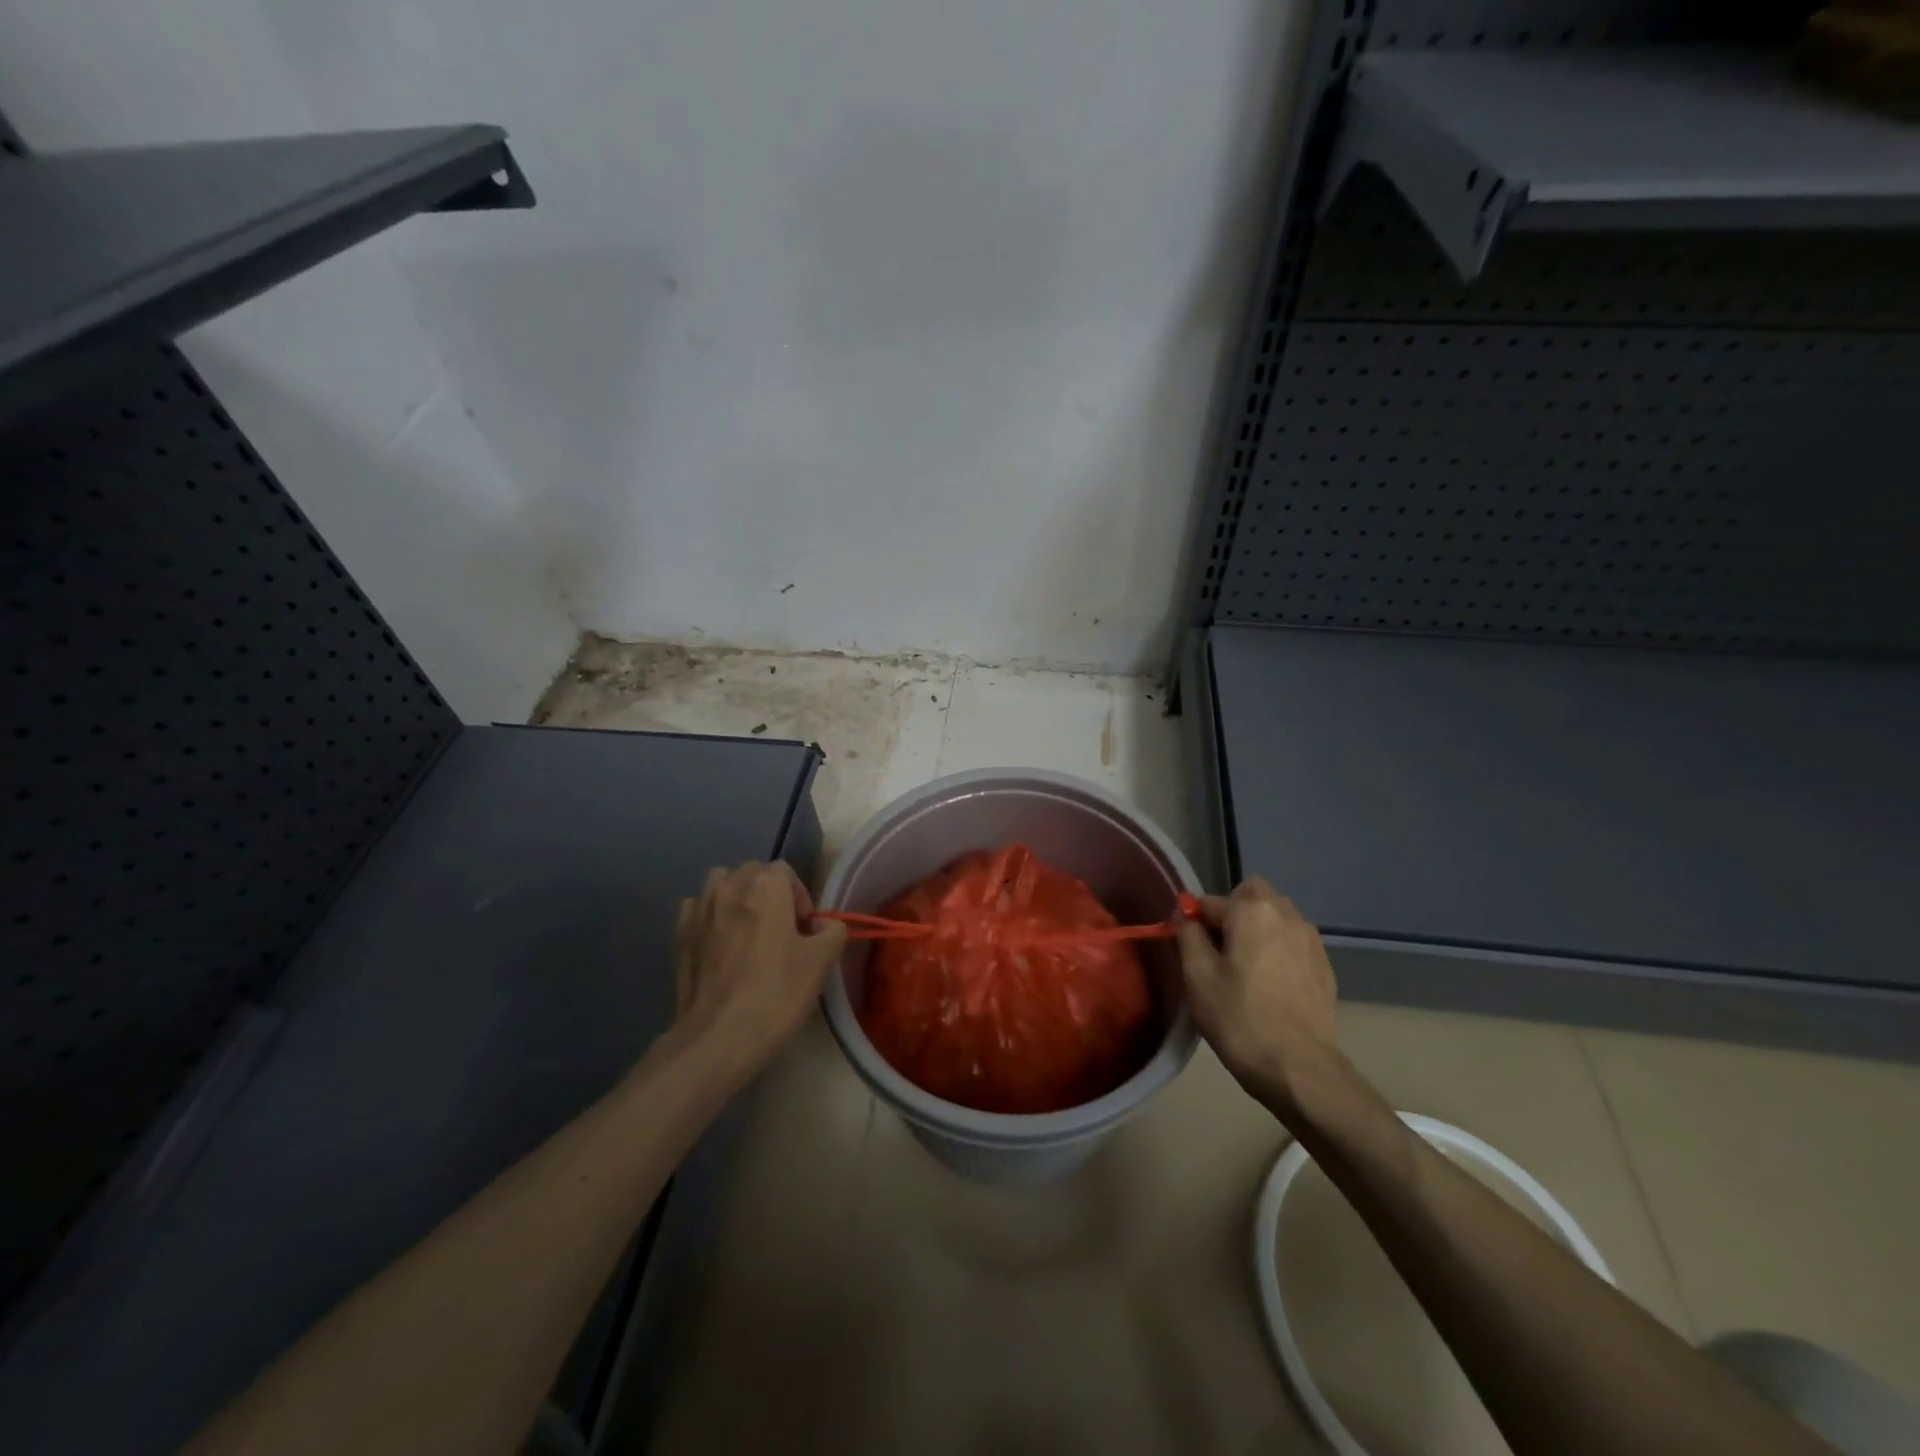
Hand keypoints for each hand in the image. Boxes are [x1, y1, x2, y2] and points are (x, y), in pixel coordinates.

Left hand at [671, 862, 847, 1083]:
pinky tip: (719, 944)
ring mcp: (700, 909)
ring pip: (721, 884)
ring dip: (736, 898)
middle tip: (780, 932)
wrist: (718, 1037)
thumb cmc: (777, 993)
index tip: (804, 931)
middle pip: (753, 874)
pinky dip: (709, 916)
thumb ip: (832, 930)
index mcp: (766, 886)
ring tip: (747, 932)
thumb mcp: (822, 961)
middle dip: (769, 895)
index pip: (786, 872)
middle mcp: (729, 887)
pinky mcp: (680, 935)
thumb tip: (821, 926)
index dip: (799, 898)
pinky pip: (697, 909)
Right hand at [1175, 877, 1340, 1113]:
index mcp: (1252, 911)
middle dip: (1231, 912)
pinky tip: (1269, 985)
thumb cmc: (1240, 1018)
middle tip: (1218, 950)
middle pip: (1252, 896)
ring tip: (1244, 969)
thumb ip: (1188, 935)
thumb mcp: (1198, 976)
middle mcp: (1286, 914)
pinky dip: (1277, 951)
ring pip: (1276, 917)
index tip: (1185, 948)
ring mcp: (1311, 940)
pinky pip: (1293, 942)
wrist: (1299, 1068)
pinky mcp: (1325, 966)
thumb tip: (1186, 915)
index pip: (1209, 901)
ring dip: (1257, 930)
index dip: (1192, 921)